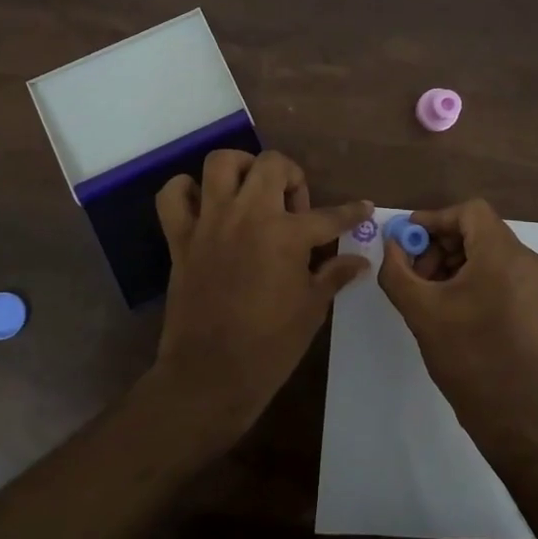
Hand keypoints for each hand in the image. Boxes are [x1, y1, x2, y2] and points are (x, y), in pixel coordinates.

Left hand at [150, 149, 371, 440]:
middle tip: (294, 208)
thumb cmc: (270, 345)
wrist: (210, 375)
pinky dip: (186, 190)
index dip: (353, 212)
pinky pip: (173, 195)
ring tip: (252, 192)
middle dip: (292, 177)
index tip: (364, 208)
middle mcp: (248, 215)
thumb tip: (360, 260)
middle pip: (272, 165)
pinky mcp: (180, 238)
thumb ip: (334, 275)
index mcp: (286, 235)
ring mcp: (210, 222)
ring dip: (242, 169)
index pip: (330, 216)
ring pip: (221, 162)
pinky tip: (204, 204)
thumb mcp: (312, 309)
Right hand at [377, 199, 537, 448]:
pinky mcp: (530, 300)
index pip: (468, 211)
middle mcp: (524, 259)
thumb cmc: (466, 355)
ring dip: (451, 259)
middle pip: (476, 229)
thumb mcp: (420, 309)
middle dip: (439, 243)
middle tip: (413, 269)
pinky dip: (468, 274)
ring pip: (485, 249)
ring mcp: (531, 281)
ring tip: (426, 289)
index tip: (406, 239)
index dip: (434, 219)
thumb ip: (396, 269)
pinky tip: (446, 301)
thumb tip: (391, 244)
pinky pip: (496, 269)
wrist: (511, 410)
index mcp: (503, 254)